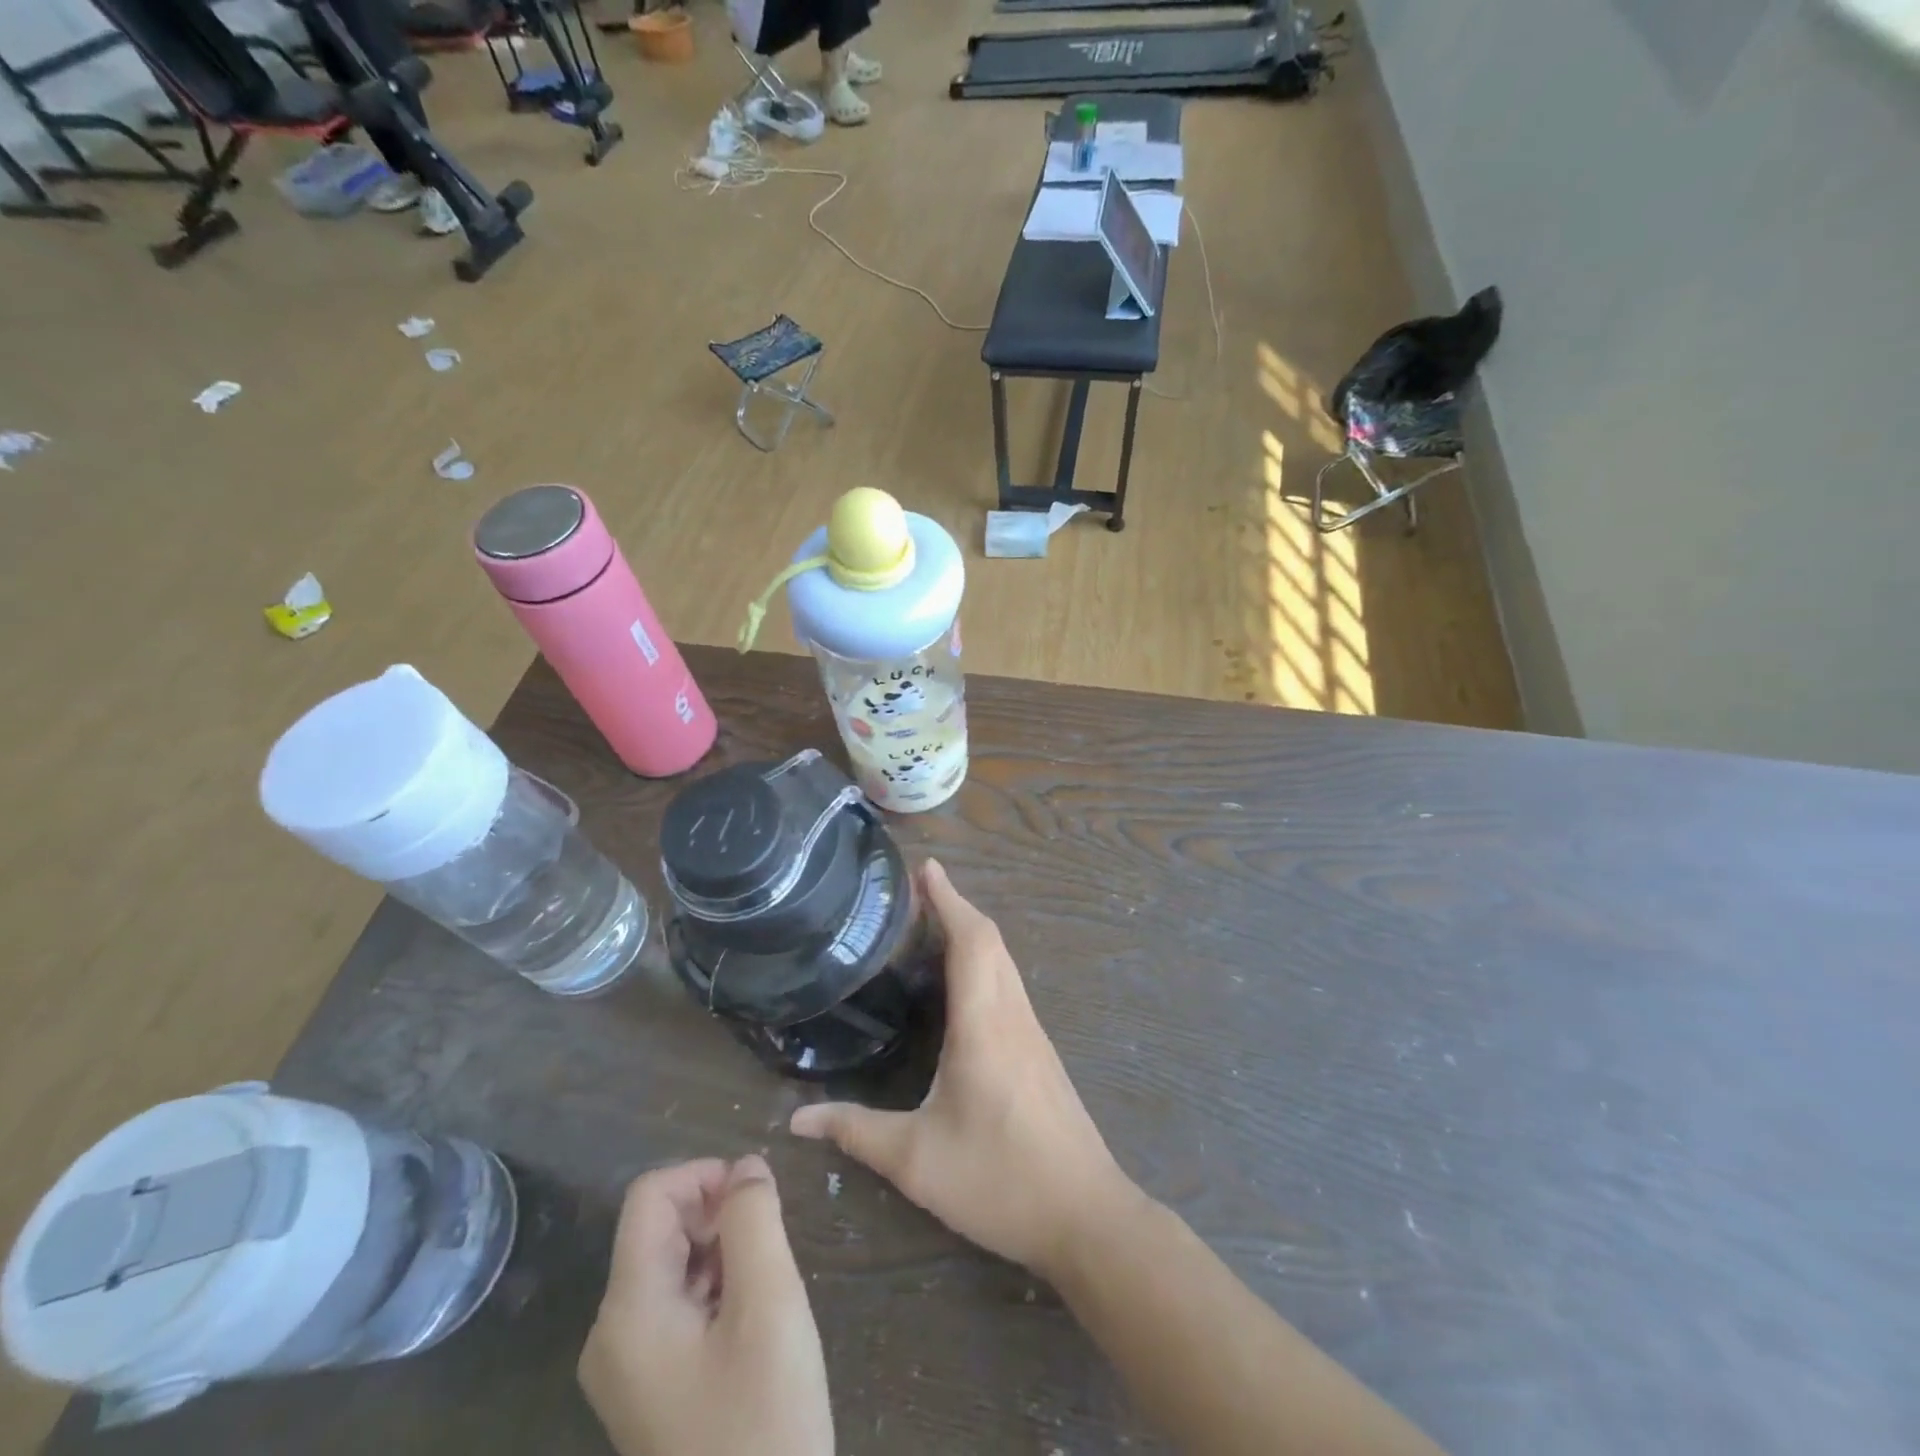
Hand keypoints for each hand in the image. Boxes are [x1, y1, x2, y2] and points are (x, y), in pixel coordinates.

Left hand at [578, 1157, 832, 1455]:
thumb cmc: (763, 1421)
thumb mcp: (769, 1304)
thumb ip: (754, 1219)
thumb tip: (746, 1167)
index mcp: (627, 1311)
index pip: (650, 1196)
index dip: (705, 1175)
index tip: (757, 1196)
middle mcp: (611, 1334)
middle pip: (658, 1228)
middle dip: (716, 1214)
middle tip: (769, 1242)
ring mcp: (627, 1366)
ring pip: (671, 1263)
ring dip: (720, 1249)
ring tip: (765, 1282)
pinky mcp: (648, 1388)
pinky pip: (676, 1303)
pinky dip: (715, 1285)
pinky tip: (751, 1316)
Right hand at [791, 859, 1136, 1277]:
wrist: (1086, 1215)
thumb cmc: (1000, 1179)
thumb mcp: (917, 1160)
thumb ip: (856, 1132)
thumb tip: (796, 1118)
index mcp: (984, 1023)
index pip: (971, 939)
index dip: (949, 898)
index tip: (926, 867)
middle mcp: (1012, 1014)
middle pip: (990, 940)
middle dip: (957, 906)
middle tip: (918, 892)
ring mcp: (1032, 1031)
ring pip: (1004, 960)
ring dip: (973, 932)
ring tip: (933, 924)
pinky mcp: (1040, 1051)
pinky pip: (1009, 984)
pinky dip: (985, 961)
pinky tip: (962, 983)